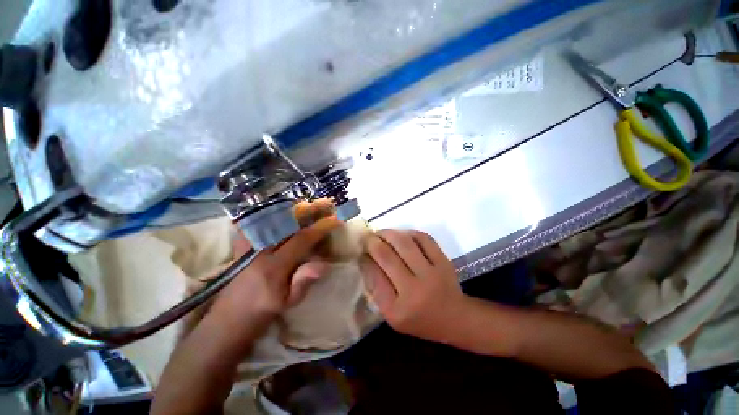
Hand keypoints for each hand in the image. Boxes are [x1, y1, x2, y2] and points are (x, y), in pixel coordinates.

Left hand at [207, 216, 340, 340]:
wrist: (230, 316)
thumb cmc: (264, 310)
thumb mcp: (288, 302)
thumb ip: (304, 282)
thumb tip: (325, 264)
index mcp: (273, 266)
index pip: (301, 240)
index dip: (320, 228)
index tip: (335, 220)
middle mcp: (260, 250)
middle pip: (286, 222)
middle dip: (307, 210)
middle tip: (324, 202)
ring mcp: (249, 244)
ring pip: (272, 218)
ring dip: (293, 209)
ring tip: (310, 203)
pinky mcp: (243, 244)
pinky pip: (258, 221)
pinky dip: (272, 213)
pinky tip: (284, 209)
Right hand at [360, 230, 467, 343]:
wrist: (455, 318)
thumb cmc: (419, 319)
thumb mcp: (392, 314)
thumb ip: (377, 288)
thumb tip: (366, 258)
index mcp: (397, 310)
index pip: (374, 276)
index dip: (365, 259)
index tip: (360, 251)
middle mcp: (414, 291)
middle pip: (387, 256)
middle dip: (372, 242)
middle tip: (368, 238)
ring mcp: (431, 274)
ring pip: (404, 243)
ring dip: (388, 234)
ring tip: (382, 233)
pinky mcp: (443, 261)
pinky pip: (423, 239)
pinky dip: (409, 233)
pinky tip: (402, 235)